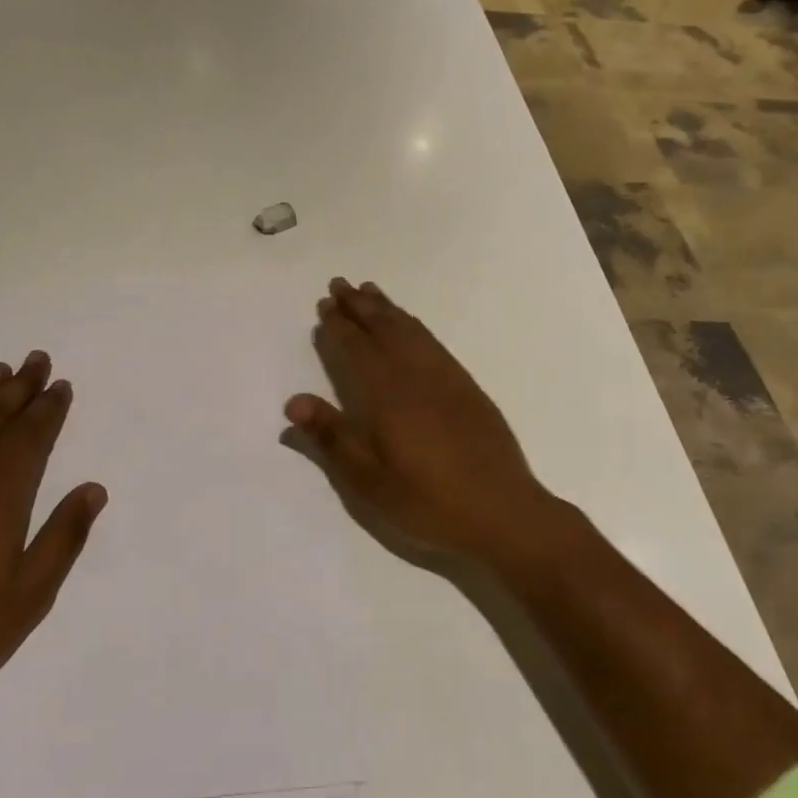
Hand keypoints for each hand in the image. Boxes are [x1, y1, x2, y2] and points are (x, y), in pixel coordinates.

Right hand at [285, 279, 571, 573]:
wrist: (503, 512)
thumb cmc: (429, 502)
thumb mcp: (370, 481)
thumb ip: (333, 437)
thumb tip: (294, 402)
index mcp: (389, 396)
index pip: (357, 349)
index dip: (339, 326)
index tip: (325, 305)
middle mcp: (417, 376)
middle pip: (385, 329)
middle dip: (361, 306)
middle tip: (341, 284)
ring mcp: (447, 379)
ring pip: (411, 330)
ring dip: (388, 309)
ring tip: (370, 292)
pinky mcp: (468, 388)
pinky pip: (434, 343)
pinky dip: (415, 325)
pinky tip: (411, 326)